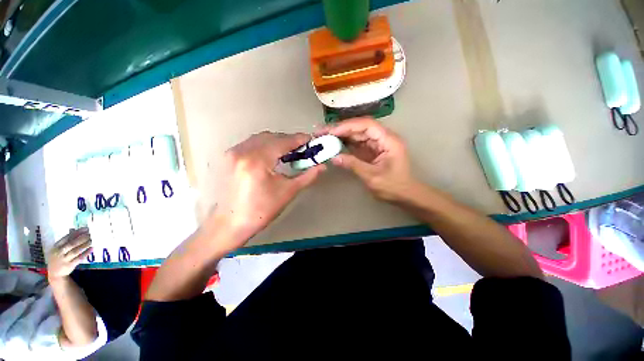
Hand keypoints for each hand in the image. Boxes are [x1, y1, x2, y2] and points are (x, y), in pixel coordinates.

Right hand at [47, 228, 91, 280]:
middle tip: (89, 232)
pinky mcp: (70, 266)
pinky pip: (78, 259)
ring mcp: (66, 259)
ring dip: (84, 245)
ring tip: (91, 240)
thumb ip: (65, 239)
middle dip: (81, 237)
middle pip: (72, 243)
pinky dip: (85, 254)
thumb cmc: (56, 257)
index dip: (76, 232)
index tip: (84, 228)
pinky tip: (90, 250)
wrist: (54, 272)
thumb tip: (73, 230)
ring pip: (76, 251)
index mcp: (58, 244)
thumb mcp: (57, 246)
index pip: (68, 236)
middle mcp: (62, 251)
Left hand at [211, 131, 325, 252]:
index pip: (283, 141)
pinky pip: (248, 145)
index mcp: (257, 160)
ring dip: (273, 143)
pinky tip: (266, 159)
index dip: (299, 139)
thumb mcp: (286, 193)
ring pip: (258, 139)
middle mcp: (243, 151)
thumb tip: (321, 166)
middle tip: (300, 151)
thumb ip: (306, 176)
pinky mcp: (227, 157)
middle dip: (286, 141)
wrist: (230, 223)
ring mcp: (232, 152)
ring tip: (284, 155)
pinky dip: (260, 147)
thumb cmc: (259, 212)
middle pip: (271, 137)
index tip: (311, 141)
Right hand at [324, 117, 418, 202]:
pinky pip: (358, 142)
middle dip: (341, 128)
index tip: (331, 131)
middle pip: (360, 126)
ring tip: (323, 135)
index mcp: (389, 140)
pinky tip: (332, 142)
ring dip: (341, 134)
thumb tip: (334, 157)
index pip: (367, 125)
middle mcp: (384, 137)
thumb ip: (354, 165)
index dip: (348, 126)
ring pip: (357, 133)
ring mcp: (378, 143)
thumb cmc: (394, 187)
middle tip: (321, 131)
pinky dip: (345, 142)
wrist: (405, 195)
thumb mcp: (373, 177)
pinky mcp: (373, 149)